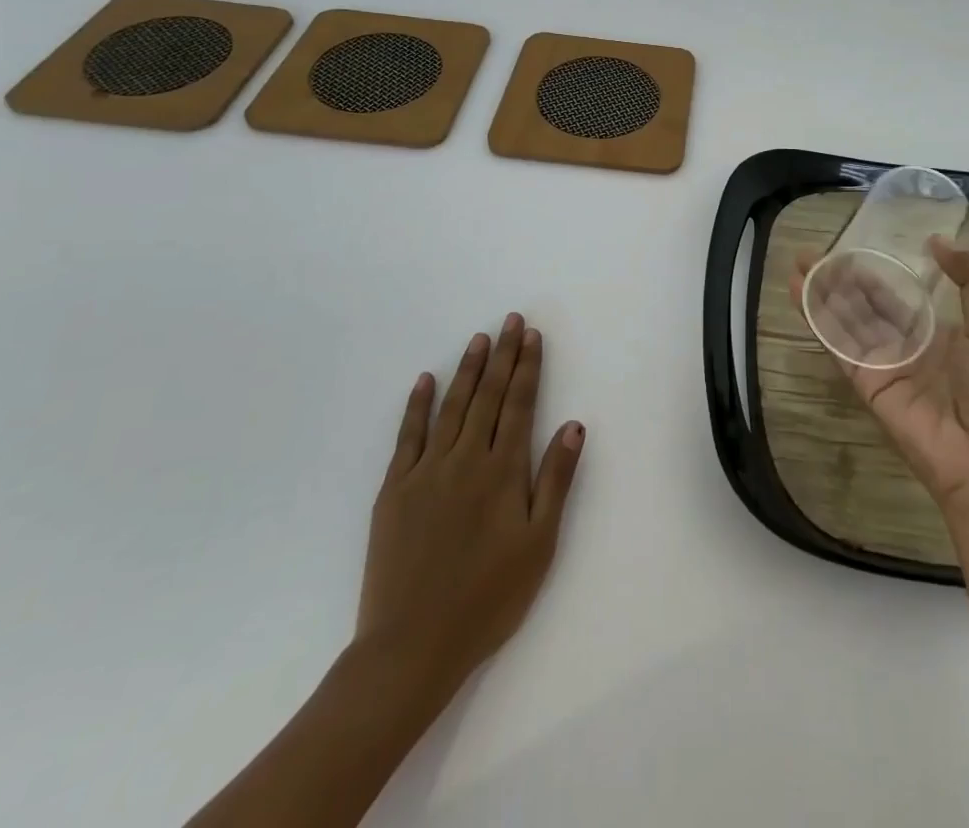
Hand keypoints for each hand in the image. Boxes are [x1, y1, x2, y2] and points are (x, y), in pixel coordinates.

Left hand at [355, 313, 584, 702]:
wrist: (411, 647)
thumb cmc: (488, 599)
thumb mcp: (539, 544)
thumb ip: (555, 480)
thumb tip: (573, 425)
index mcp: (503, 471)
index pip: (520, 404)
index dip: (528, 367)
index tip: (532, 335)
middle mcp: (466, 459)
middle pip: (488, 395)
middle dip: (503, 355)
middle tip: (510, 320)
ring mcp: (427, 471)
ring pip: (452, 406)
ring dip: (468, 369)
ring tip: (479, 339)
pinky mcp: (395, 490)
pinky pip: (408, 435)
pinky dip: (417, 405)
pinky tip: (425, 380)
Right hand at [792, 238, 968, 528]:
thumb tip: (939, 240)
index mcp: (937, 335)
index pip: (896, 296)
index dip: (872, 273)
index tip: (851, 249)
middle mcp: (905, 348)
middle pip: (864, 307)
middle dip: (838, 280)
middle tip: (811, 253)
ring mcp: (883, 366)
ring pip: (846, 322)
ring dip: (821, 295)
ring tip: (799, 266)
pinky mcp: (865, 384)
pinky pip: (839, 347)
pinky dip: (819, 321)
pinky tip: (801, 295)